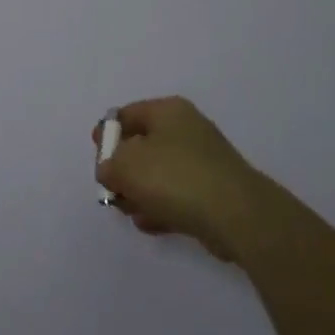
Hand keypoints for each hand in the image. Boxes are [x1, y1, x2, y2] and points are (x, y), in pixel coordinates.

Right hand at [94, 96, 268, 261]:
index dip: (106, 135)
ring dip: (140, 192)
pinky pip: (177, 196)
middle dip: (123, 170)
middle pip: (142, 145)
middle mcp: (186, 130)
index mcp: (167, 111)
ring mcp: (202, 162)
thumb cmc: (175, 178)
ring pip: (159, 174)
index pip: (126, 115)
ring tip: (130, 212)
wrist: (237, 216)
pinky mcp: (213, 192)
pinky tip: (149, 223)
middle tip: (112, 190)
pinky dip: (160, 207)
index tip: (97, 159)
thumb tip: (111, 171)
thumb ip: (108, 165)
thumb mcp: (126, 165)